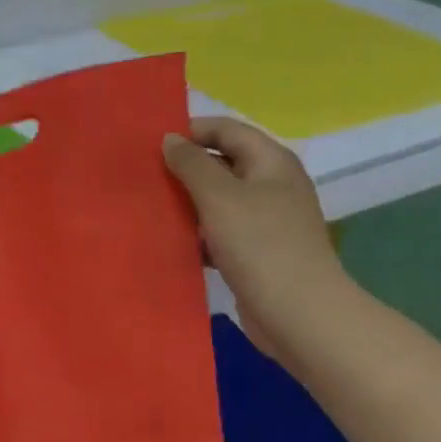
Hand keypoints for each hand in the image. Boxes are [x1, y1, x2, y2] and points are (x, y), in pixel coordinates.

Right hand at [162, 118, 351, 359]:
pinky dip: (197, 233)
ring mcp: (265, 220)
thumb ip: (192, 165)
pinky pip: (219, 232)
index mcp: (271, 162)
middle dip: (184, 168)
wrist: (297, 311)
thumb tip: (170, 140)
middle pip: (223, 163)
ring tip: (149, 207)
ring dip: (187, 203)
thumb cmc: (259, 245)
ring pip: (218, 201)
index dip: (191, 130)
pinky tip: (171, 242)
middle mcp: (271, 185)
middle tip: (144, 177)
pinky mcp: (255, 252)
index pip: (227, 130)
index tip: (150, 144)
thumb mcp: (220, 197)